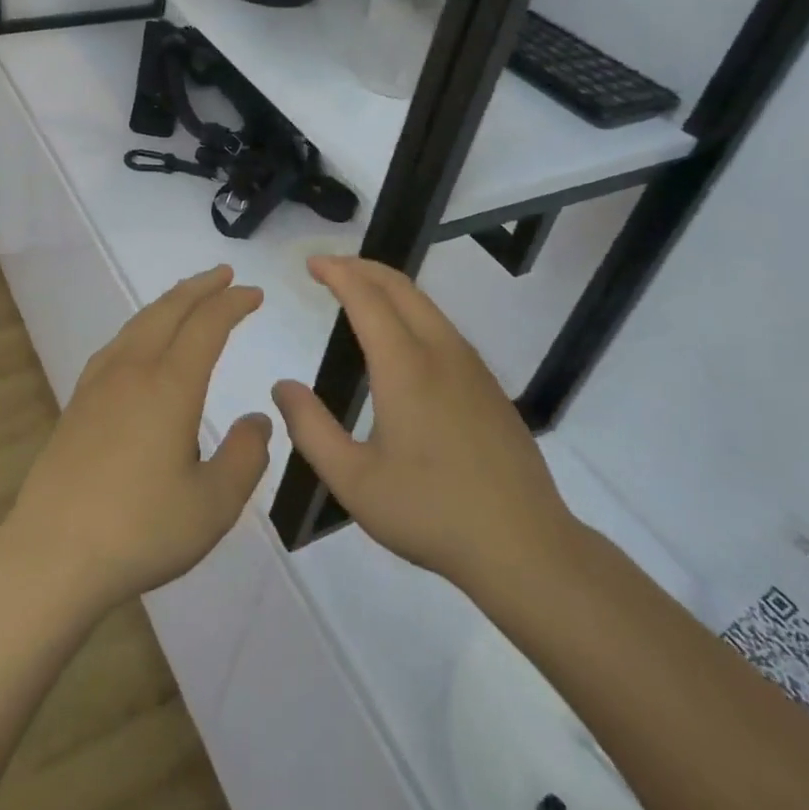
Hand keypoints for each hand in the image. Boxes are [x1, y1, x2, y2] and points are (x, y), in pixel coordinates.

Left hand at [1, 266, 271, 616]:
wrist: (53, 554)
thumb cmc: (140, 529)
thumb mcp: (213, 504)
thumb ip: (245, 457)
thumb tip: (257, 420)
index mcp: (169, 386)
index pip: (206, 325)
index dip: (233, 304)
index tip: (255, 294)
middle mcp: (132, 371)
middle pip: (168, 311)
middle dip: (200, 288)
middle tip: (224, 275)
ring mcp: (98, 384)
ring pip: (138, 324)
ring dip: (168, 303)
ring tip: (187, 298)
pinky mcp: (77, 403)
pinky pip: (116, 345)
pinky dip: (140, 327)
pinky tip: (139, 344)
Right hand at [271, 256, 582, 609]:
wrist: (526, 547)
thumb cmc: (431, 512)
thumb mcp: (353, 480)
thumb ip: (310, 429)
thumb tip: (283, 386)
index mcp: (405, 367)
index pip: (366, 298)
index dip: (337, 273)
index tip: (311, 263)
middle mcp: (441, 353)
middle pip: (400, 287)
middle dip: (362, 267)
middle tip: (329, 267)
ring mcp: (471, 367)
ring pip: (426, 304)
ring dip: (388, 286)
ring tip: (358, 292)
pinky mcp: (489, 386)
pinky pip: (443, 327)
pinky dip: (412, 310)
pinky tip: (402, 337)